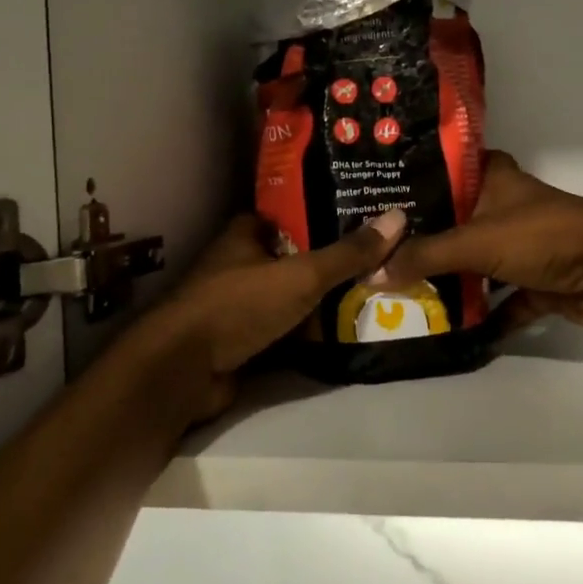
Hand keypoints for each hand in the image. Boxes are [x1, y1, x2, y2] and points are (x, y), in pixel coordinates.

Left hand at [150, 208, 408, 421]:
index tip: (360, 216)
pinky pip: (283, 331)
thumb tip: (398, 217)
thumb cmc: (239, 305)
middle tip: (378, 260)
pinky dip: (307, 334)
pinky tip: (343, 334)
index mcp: (244, 236)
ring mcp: (237, 306)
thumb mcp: (301, 275)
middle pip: (291, 258)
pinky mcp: (240, 342)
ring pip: (288, 297)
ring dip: (320, 301)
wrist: (184, 370)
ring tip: (372, 294)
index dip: (320, 213)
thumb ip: (347, 253)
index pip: (286, 215)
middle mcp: (238, 265)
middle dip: (328, 262)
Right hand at [370, 152, 582, 331]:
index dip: (408, 184)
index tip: (369, 200)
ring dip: (446, 282)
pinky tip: (444, 330)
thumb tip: (371, 273)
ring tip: (395, 293)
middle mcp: (503, 209)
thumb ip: (425, 257)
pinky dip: (480, 317)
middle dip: (419, 242)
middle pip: (452, 224)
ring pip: (474, 265)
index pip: (441, 172)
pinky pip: (499, 303)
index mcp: (491, 180)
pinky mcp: (536, 284)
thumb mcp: (476, 241)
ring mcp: (520, 248)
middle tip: (371, 256)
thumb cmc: (543, 236)